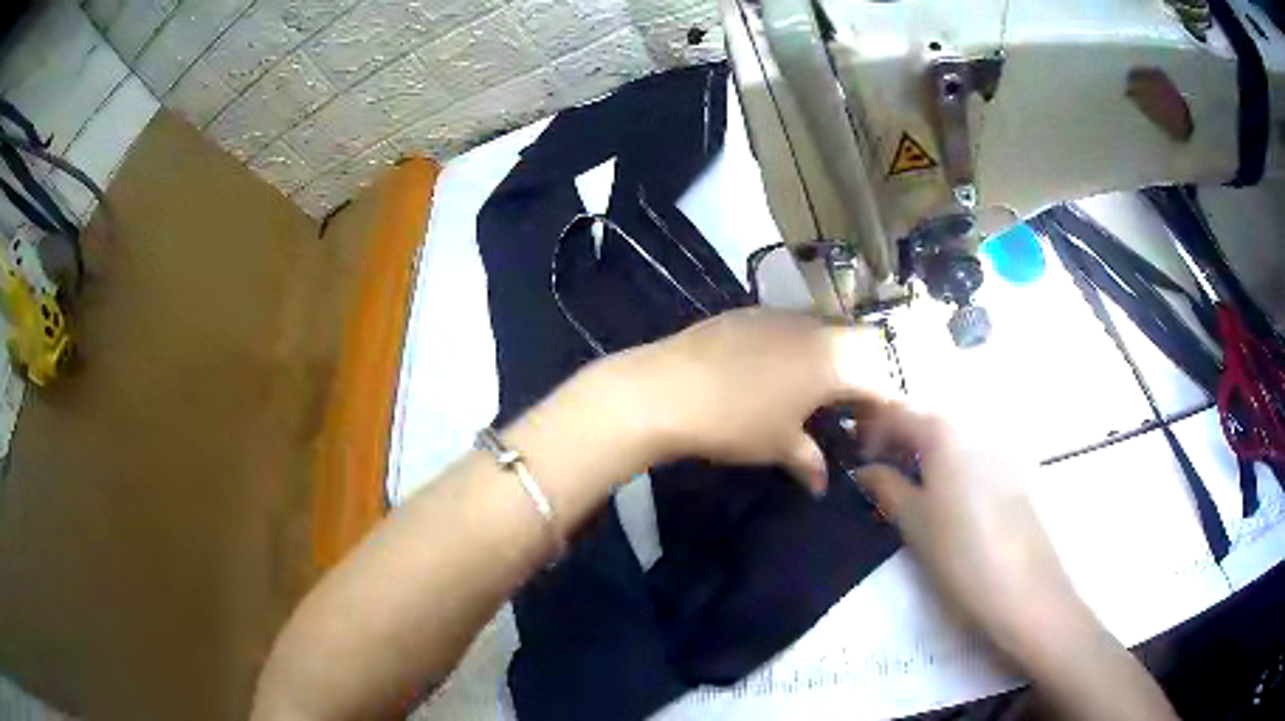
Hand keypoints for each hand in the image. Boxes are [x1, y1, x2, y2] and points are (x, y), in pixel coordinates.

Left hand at [590, 308, 893, 493]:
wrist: (665, 389)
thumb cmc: (734, 422)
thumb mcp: (778, 447)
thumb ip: (810, 461)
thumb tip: (822, 483)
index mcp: (832, 361)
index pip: (879, 376)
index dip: (882, 406)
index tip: (867, 433)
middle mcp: (813, 329)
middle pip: (858, 343)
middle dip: (862, 375)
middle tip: (847, 408)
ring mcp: (779, 315)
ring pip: (823, 329)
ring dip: (830, 357)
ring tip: (812, 391)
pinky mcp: (748, 312)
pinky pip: (789, 325)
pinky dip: (797, 346)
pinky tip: (774, 372)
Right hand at [851, 401, 1093, 663]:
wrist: (1024, 589)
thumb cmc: (961, 553)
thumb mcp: (913, 522)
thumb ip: (885, 487)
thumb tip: (864, 471)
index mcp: (945, 433)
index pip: (896, 412)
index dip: (868, 430)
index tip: (852, 459)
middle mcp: (974, 428)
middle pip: (925, 421)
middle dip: (896, 442)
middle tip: (875, 477)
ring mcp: (998, 449)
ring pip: (950, 440)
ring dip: (922, 456)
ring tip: (906, 492)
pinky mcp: (1012, 472)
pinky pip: (971, 457)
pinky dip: (949, 468)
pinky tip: (944, 502)